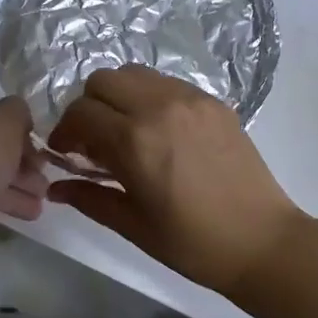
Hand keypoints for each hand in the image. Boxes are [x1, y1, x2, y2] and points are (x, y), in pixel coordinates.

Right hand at [47, 66, 307, 293]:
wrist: (262, 241)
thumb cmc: (192, 243)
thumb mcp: (133, 225)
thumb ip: (89, 198)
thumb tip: (55, 188)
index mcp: (135, 140)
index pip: (80, 113)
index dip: (64, 132)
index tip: (66, 154)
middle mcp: (160, 107)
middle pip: (103, 80)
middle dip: (88, 107)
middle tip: (93, 141)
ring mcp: (191, 100)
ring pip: (136, 74)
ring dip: (119, 97)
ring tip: (126, 132)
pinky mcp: (214, 102)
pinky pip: (168, 83)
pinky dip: (150, 97)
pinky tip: (159, 131)